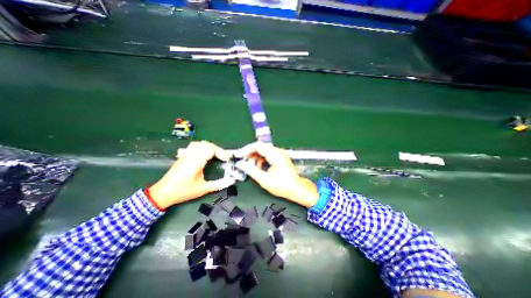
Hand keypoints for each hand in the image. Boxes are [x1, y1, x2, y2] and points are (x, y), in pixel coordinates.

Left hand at [147, 141, 233, 209]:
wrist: (163, 193)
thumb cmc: (183, 191)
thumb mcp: (203, 189)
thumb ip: (218, 184)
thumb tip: (231, 181)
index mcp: (195, 162)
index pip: (210, 149)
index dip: (221, 152)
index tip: (227, 159)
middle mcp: (190, 156)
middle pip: (206, 144)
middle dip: (217, 149)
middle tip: (223, 157)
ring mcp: (185, 155)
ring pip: (200, 143)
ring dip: (210, 147)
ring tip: (216, 154)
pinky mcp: (183, 156)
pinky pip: (194, 146)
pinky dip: (203, 147)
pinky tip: (205, 154)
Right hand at [233, 142, 316, 208]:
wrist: (297, 189)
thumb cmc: (283, 186)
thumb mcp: (265, 180)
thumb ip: (251, 171)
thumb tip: (241, 164)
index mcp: (275, 155)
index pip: (258, 146)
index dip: (246, 150)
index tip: (238, 156)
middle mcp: (277, 151)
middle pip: (260, 147)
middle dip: (250, 154)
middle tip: (243, 163)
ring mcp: (279, 154)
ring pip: (262, 151)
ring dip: (255, 158)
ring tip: (251, 167)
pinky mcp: (279, 158)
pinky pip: (266, 155)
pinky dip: (260, 160)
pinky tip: (258, 168)